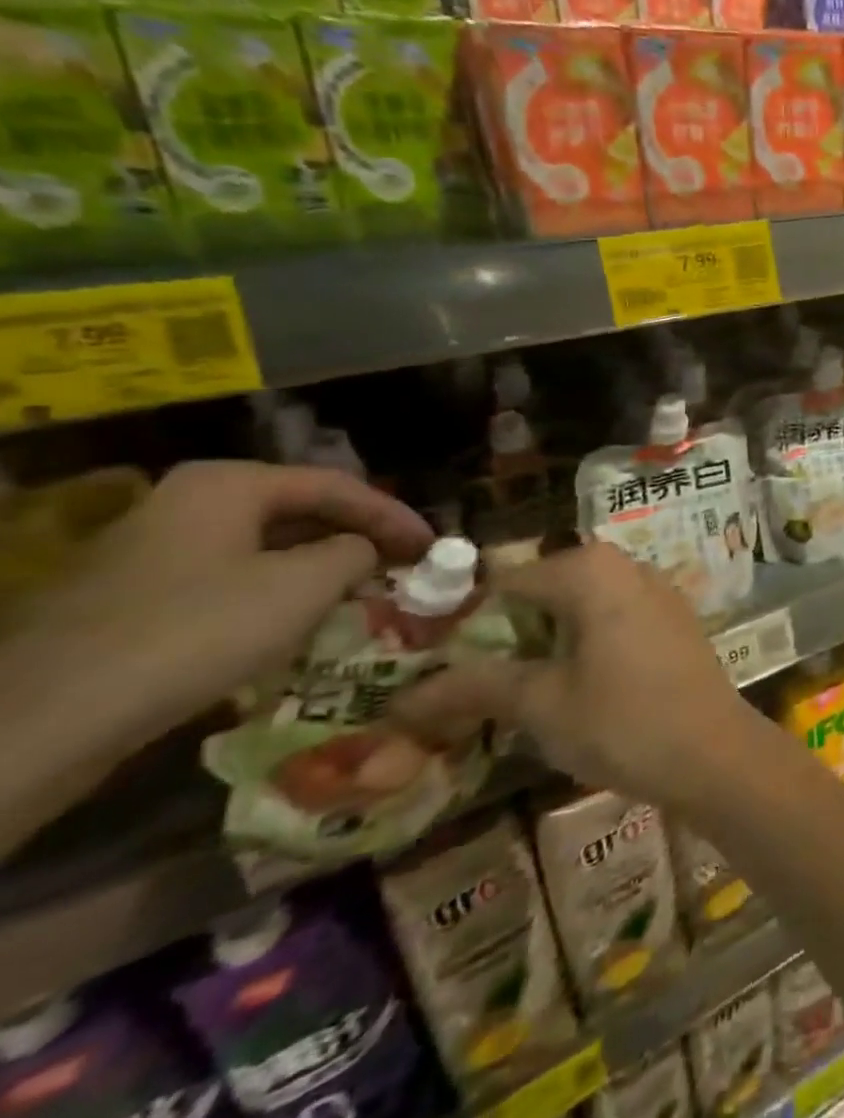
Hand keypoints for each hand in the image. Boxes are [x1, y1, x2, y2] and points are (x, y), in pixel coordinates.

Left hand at [19, 460, 433, 737]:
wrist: (48, 718)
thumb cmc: (198, 630)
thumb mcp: (305, 585)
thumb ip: (355, 552)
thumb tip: (363, 550)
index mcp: (228, 484)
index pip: (338, 486)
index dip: (394, 515)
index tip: (435, 545)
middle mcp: (187, 502)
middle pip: (299, 512)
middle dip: (357, 539)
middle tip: (404, 565)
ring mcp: (152, 550)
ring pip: (265, 548)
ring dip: (320, 568)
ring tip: (365, 593)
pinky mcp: (134, 598)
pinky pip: (230, 580)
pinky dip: (277, 593)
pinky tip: (300, 622)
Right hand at [393, 542, 757, 809]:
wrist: (714, 751)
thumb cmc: (623, 721)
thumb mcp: (540, 703)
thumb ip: (476, 686)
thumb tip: (403, 696)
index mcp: (592, 570)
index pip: (507, 581)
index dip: (464, 620)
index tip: (429, 663)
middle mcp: (627, 566)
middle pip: (546, 590)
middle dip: (505, 632)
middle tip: (467, 684)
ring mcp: (657, 591)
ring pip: (580, 606)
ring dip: (543, 641)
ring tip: (508, 691)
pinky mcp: (674, 620)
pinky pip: (613, 619)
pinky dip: (582, 644)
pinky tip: (567, 686)